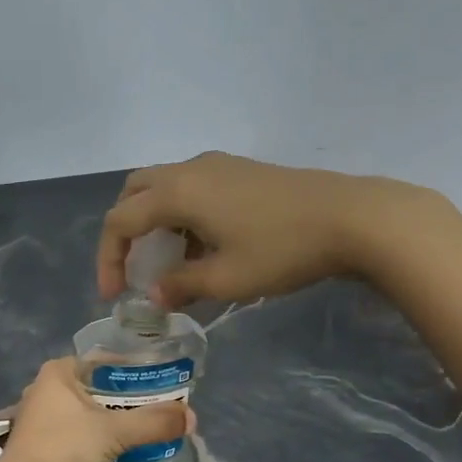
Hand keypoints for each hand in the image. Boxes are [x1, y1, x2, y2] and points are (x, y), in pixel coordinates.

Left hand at [0, 359, 189, 461]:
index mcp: (58, 371)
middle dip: (124, 396)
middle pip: (95, 385)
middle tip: (156, 406)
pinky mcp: (37, 441)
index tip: (159, 381)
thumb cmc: (64, 447)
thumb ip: (153, 423)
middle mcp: (44, 387)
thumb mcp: (114, 432)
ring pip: (84, 409)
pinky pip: (74, 429)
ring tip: (140, 426)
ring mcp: (37, 416)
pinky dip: (94, 434)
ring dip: (109, 417)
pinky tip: (112, 446)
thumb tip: (192, 418)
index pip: (103, 360)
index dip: (133, 368)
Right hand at [95, 151, 436, 308]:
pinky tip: (204, 248)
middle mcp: (190, 170)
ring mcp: (218, 166)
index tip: (115, 296)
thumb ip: (180, 286)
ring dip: (155, 223)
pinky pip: (193, 189)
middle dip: (125, 231)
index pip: (120, 221)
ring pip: (165, 187)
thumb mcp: (225, 279)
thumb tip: (155, 295)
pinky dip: (181, 216)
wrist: (352, 217)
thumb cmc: (281, 250)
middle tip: (133, 267)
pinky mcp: (241, 172)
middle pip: (135, 192)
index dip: (109, 259)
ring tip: (170, 264)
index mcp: (177, 193)